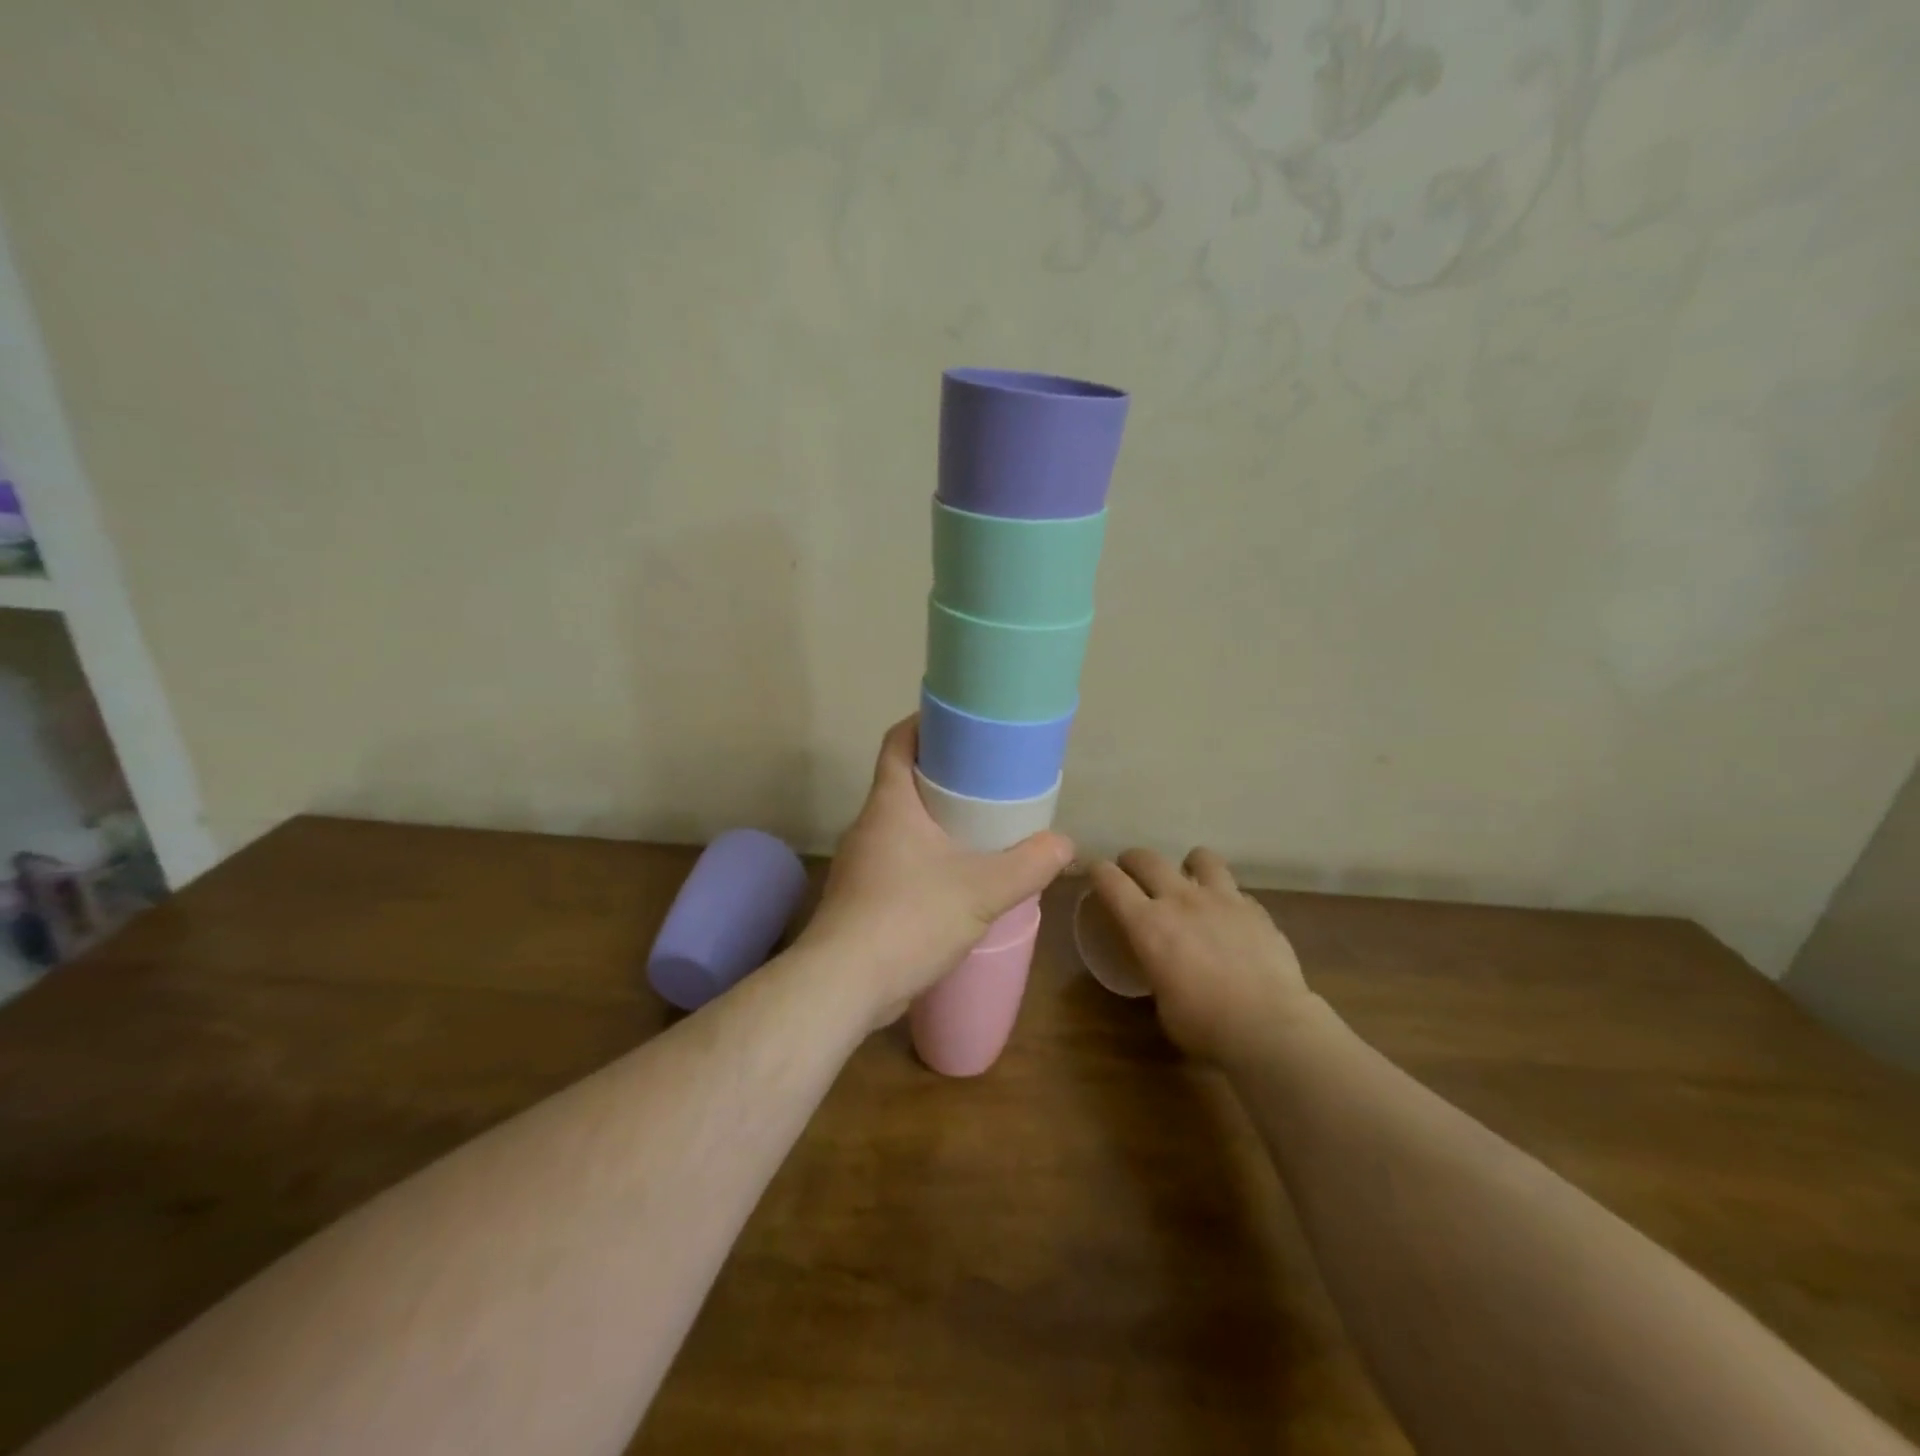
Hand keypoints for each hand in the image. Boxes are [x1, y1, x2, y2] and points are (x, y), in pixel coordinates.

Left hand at [800, 716, 1074, 1027]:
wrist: (842, 985)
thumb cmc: (909, 918)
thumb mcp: (982, 890)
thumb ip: (1029, 865)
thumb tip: (1065, 845)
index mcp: (890, 804)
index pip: (898, 741)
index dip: (925, 723)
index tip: (960, 724)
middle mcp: (868, 824)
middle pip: (903, 781)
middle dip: (943, 776)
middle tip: (988, 780)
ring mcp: (860, 862)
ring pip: (901, 824)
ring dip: (935, 821)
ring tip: (979, 829)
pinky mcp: (860, 896)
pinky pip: (897, 860)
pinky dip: (926, 857)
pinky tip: (955, 880)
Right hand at [1089, 848, 1313, 1063]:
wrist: (1270, 1026)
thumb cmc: (1205, 1026)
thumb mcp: (1162, 1003)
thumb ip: (1157, 971)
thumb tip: (1164, 968)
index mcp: (1147, 924)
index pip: (1111, 881)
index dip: (1098, 871)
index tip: (1095, 872)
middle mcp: (1180, 900)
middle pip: (1148, 859)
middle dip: (1133, 860)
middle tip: (1132, 871)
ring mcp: (1222, 899)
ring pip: (1200, 857)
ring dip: (1189, 865)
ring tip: (1190, 880)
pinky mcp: (1255, 909)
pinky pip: (1235, 889)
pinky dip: (1226, 898)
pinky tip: (1230, 917)